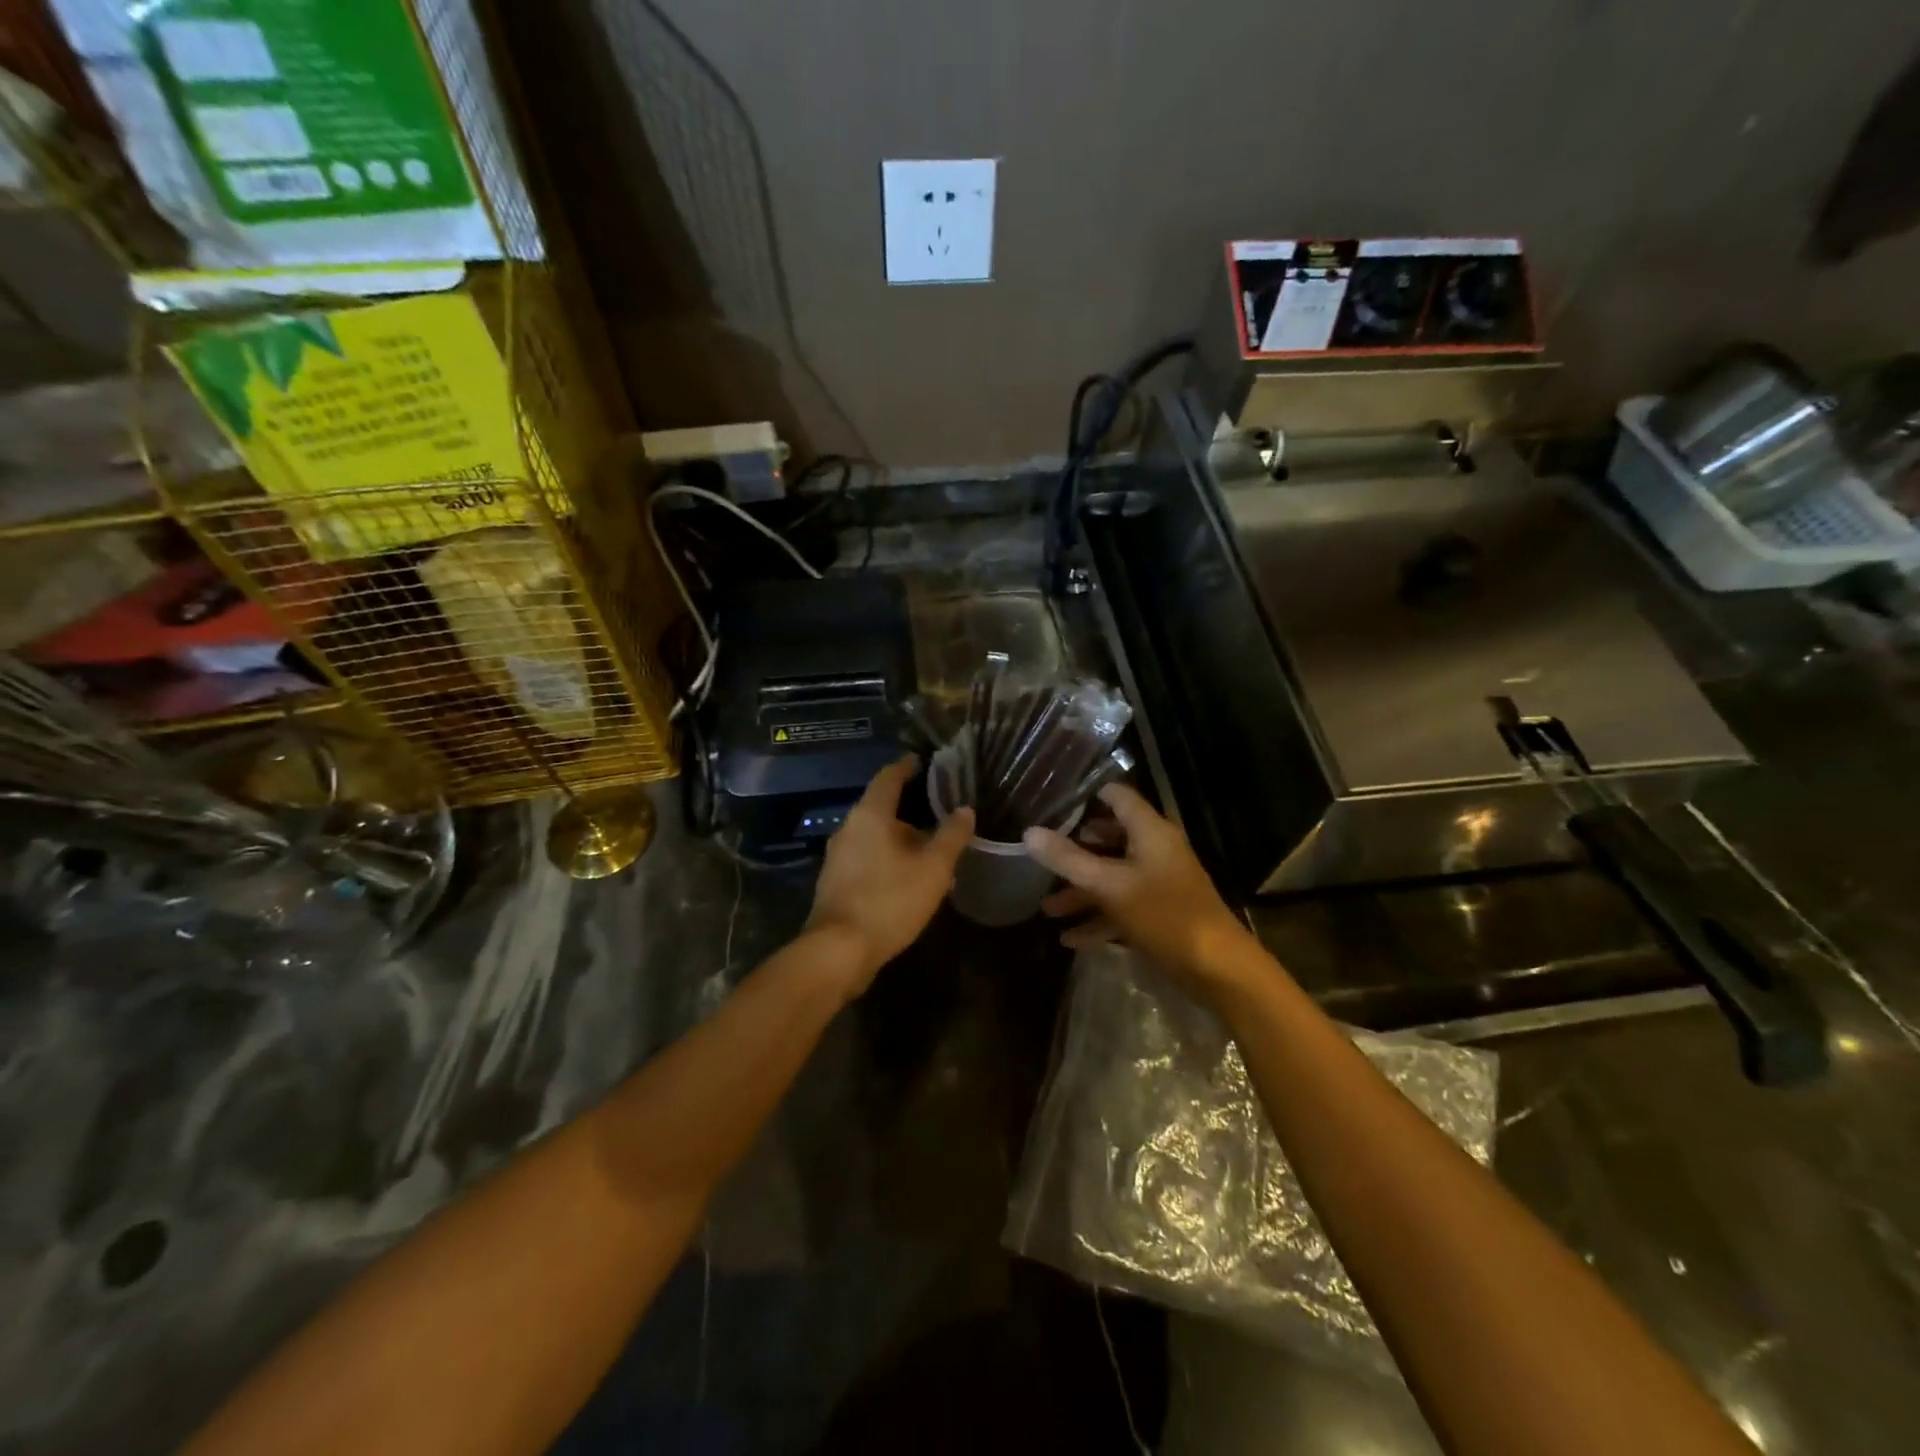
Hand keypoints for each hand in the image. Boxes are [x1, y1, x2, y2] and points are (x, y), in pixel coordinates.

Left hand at [806, 756, 973, 992]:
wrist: (838, 951)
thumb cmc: (889, 900)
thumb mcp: (933, 868)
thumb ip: (951, 836)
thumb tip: (965, 809)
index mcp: (870, 815)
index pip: (889, 777)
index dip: (906, 766)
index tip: (921, 760)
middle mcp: (849, 829)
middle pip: (883, 810)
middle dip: (912, 813)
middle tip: (941, 818)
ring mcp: (838, 857)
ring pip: (877, 838)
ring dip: (903, 843)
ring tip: (933, 856)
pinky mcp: (836, 883)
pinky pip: (869, 860)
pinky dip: (890, 862)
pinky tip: (911, 882)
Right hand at [1024, 784, 1260, 992]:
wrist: (1218, 969)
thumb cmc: (1165, 915)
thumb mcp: (1110, 886)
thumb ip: (1068, 859)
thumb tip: (1029, 833)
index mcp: (1149, 831)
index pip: (1116, 797)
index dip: (1085, 797)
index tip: (1050, 804)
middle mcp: (1155, 850)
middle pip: (1109, 837)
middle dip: (1074, 848)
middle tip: (1040, 853)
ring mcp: (1158, 883)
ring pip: (1112, 877)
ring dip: (1081, 891)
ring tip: (1046, 908)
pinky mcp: (1159, 913)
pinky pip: (1121, 907)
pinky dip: (1097, 919)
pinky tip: (1069, 939)